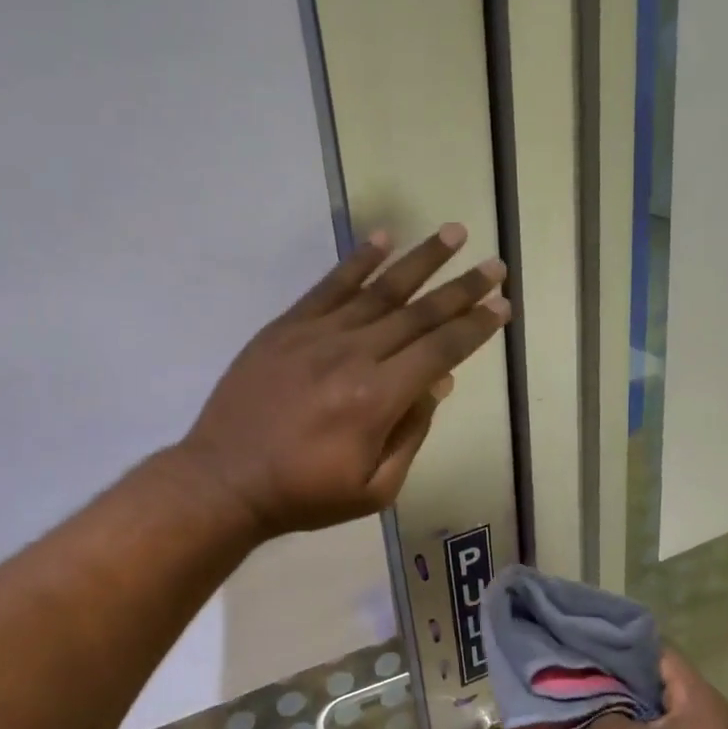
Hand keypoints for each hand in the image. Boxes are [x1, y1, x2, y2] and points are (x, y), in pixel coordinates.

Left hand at [176, 225, 508, 536]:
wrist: (225, 481)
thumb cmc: (304, 494)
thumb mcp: (374, 489)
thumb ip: (411, 435)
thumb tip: (437, 385)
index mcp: (377, 399)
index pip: (440, 351)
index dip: (474, 328)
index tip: (501, 306)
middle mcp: (353, 355)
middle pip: (418, 314)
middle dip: (462, 289)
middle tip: (495, 265)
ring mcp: (316, 335)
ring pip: (379, 290)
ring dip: (421, 260)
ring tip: (454, 233)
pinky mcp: (285, 328)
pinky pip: (329, 286)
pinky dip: (358, 261)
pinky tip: (384, 239)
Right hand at [593, 648, 727, 728]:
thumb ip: (598, 704)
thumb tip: (581, 686)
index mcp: (704, 704)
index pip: (659, 654)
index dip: (617, 649)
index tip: (582, 650)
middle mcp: (717, 718)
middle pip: (659, 681)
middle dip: (615, 681)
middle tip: (575, 679)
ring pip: (659, 711)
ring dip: (622, 709)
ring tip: (581, 708)